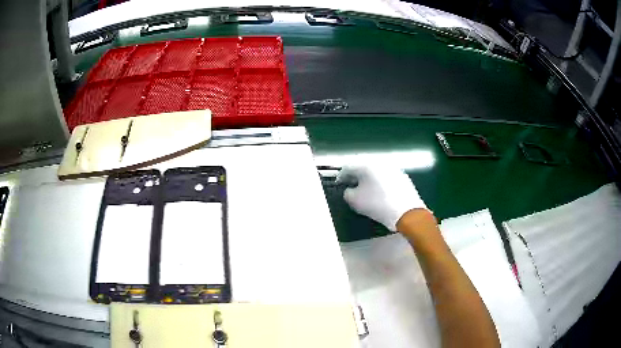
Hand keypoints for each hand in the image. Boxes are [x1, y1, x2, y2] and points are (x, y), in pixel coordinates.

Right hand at [337, 166, 427, 230]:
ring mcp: (392, 168)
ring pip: (375, 170)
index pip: (348, 167)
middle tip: (350, 185)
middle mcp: (379, 162)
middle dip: (355, 175)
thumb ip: (347, 193)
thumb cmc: (377, 204)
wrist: (406, 212)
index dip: (341, 176)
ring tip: (365, 189)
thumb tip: (349, 190)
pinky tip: (380, 192)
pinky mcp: (402, 176)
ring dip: (368, 178)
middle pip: (362, 166)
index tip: (339, 184)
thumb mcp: (355, 201)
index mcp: (366, 165)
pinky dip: (380, 181)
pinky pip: (385, 176)